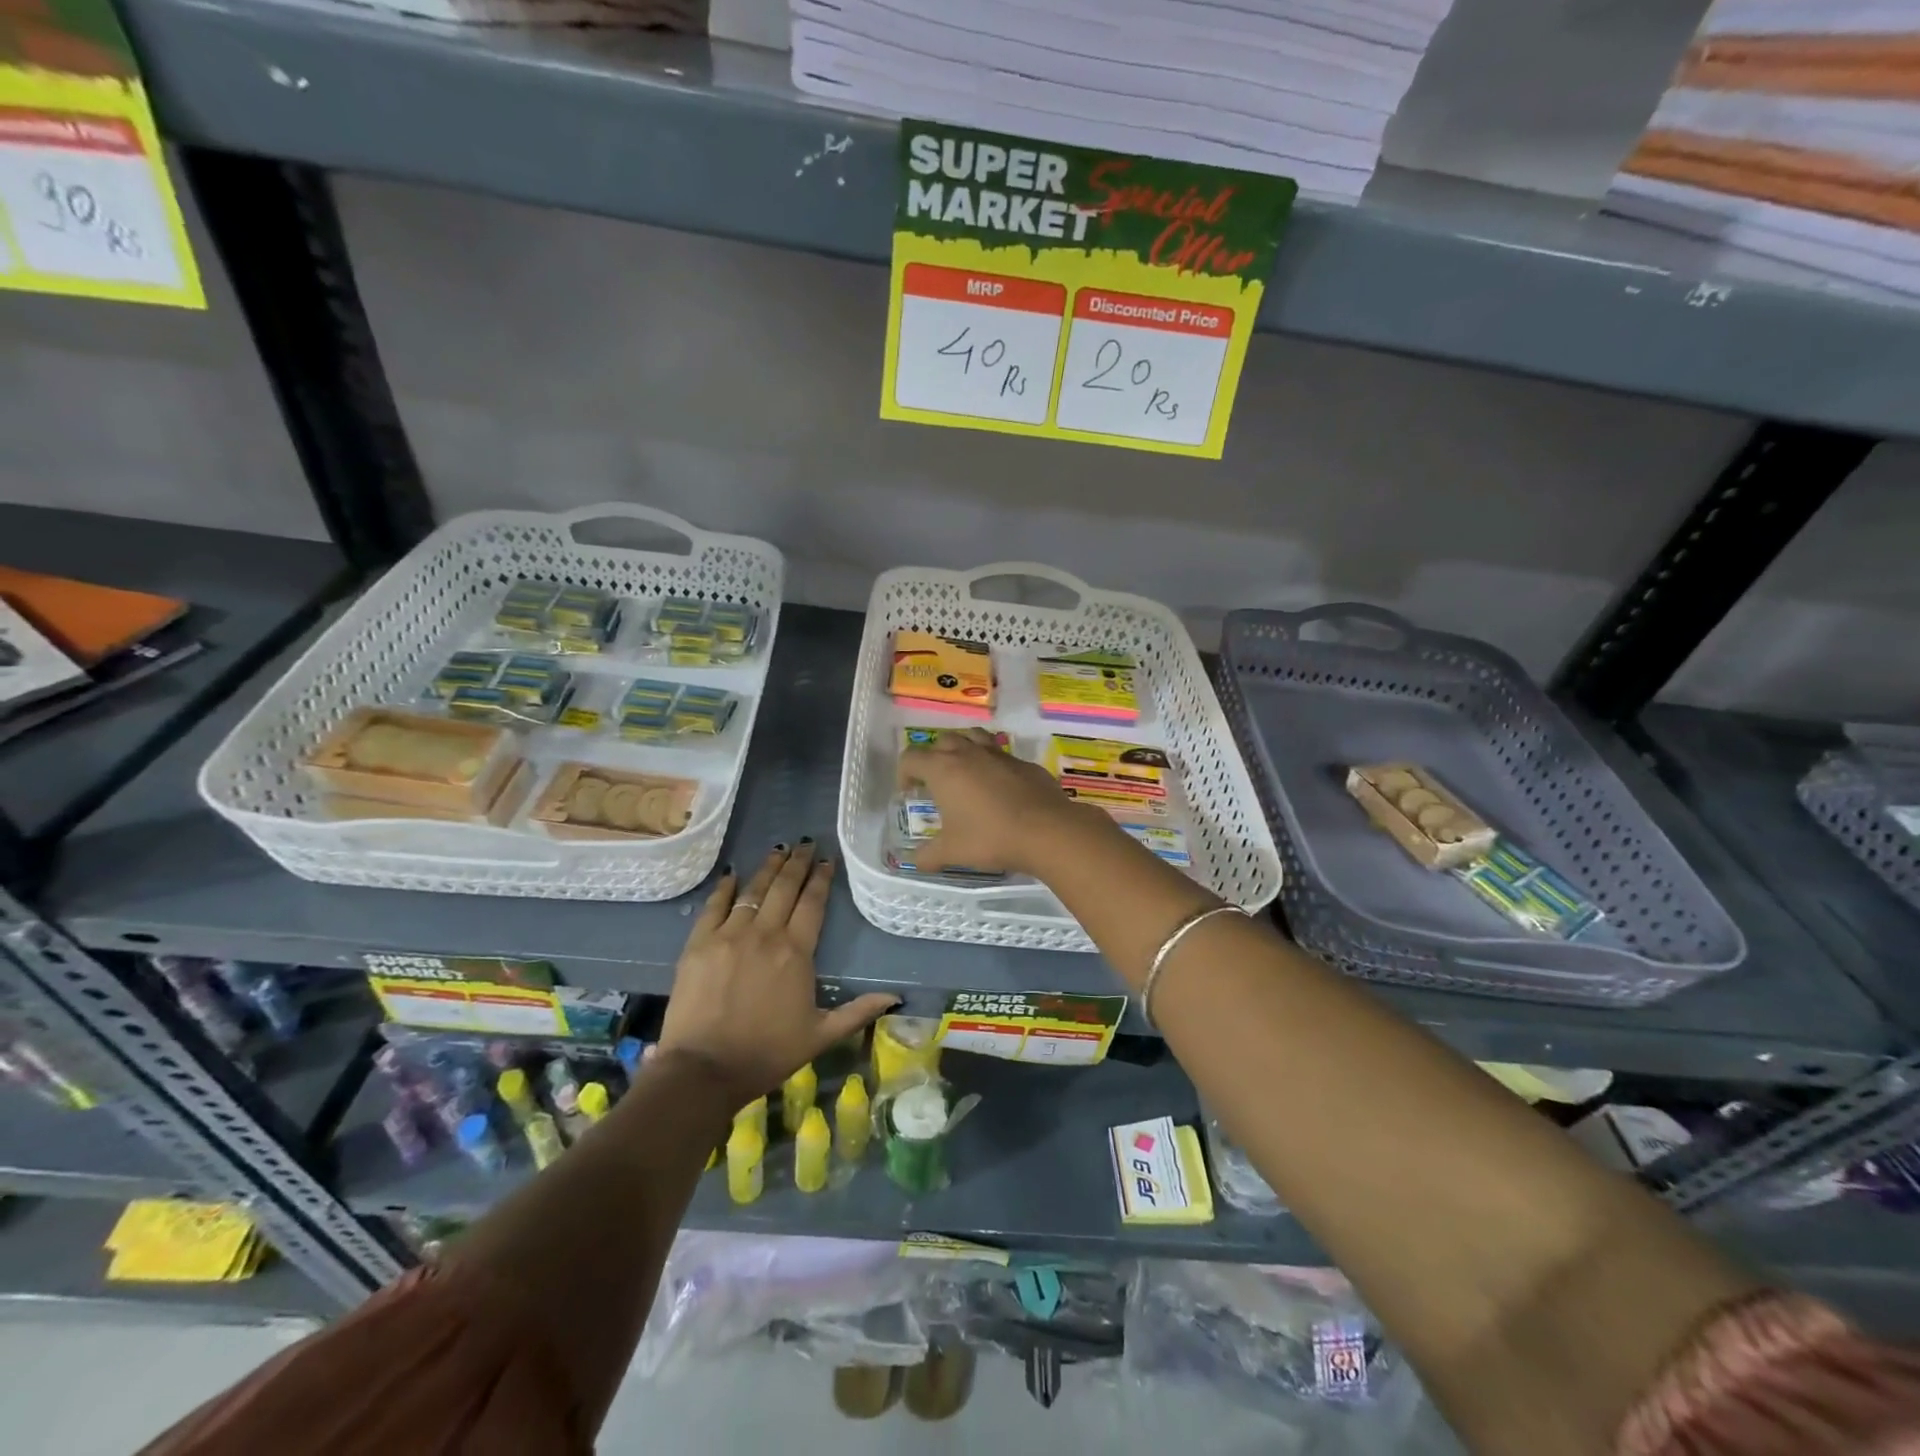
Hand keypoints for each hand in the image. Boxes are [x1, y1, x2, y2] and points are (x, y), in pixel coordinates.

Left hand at [657, 842, 896, 1101]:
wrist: (704, 1070)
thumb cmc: (767, 1053)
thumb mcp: (820, 1035)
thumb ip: (858, 1011)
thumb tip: (895, 997)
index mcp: (796, 952)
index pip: (812, 904)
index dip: (821, 879)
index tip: (827, 860)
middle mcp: (764, 934)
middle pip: (784, 888)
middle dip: (797, 863)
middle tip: (805, 844)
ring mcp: (728, 936)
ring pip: (752, 891)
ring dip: (767, 868)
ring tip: (778, 850)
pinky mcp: (699, 944)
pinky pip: (714, 907)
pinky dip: (724, 888)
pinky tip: (732, 874)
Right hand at [900, 728, 1102, 876]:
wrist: (1047, 831)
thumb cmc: (990, 838)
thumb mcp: (952, 852)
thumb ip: (928, 855)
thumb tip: (914, 861)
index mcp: (944, 769)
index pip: (911, 757)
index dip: (904, 773)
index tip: (909, 792)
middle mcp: (969, 752)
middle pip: (942, 741)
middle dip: (933, 757)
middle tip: (936, 783)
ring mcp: (999, 754)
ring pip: (973, 737)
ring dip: (963, 749)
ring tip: (965, 773)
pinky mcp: (1024, 763)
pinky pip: (1001, 755)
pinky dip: (992, 765)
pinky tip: (999, 789)